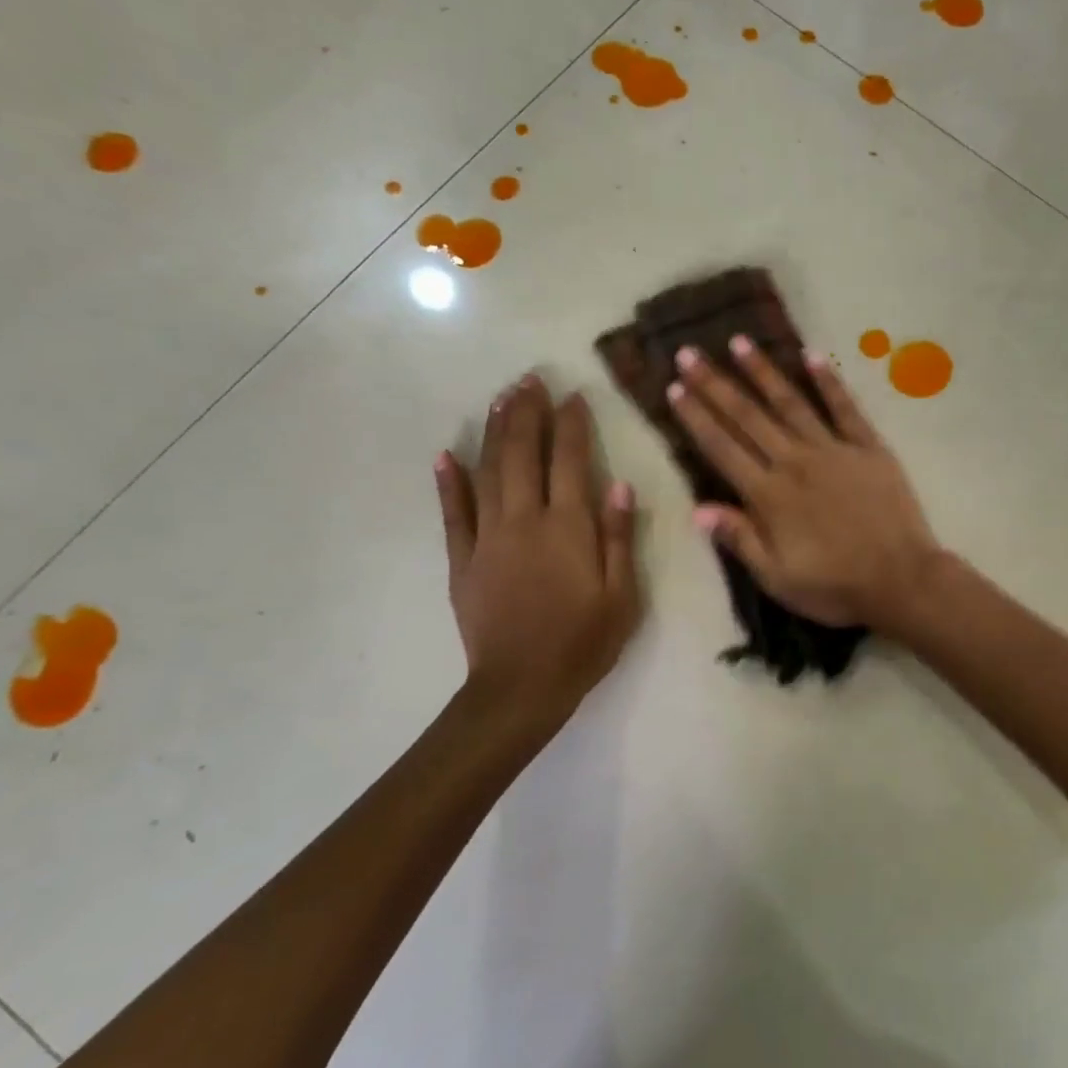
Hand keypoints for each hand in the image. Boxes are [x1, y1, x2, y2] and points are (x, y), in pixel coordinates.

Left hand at [434, 375, 640, 723]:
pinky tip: (445, 455)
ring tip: (499, 399)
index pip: (570, 461)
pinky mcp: (462, 560)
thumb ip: (618, 537)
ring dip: (494, 432)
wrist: (522, 688)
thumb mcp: (622, 595)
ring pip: (488, 472)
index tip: (572, 395)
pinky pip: (453, 514)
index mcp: (568, 528)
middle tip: (528, 379)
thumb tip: (617, 483)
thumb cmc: (584, 643)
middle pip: (523, 454)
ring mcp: (487, 538)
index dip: (571, 424)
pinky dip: (449, 483)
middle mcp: (525, 521)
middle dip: (526, 413)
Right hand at [666, 336, 940, 631]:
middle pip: (748, 417)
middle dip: (716, 384)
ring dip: (762, 372)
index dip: (697, 418)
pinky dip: (829, 381)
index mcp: (769, 495)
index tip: (675, 389)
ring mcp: (833, 450)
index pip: (723, 448)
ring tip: (739, 342)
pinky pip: (845, 408)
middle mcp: (795, 462)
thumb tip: (698, 509)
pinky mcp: (868, 447)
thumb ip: (739, 539)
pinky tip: (813, 355)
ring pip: (790, 403)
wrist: (901, 579)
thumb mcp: (777, 578)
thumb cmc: (835, 586)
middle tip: (690, 353)